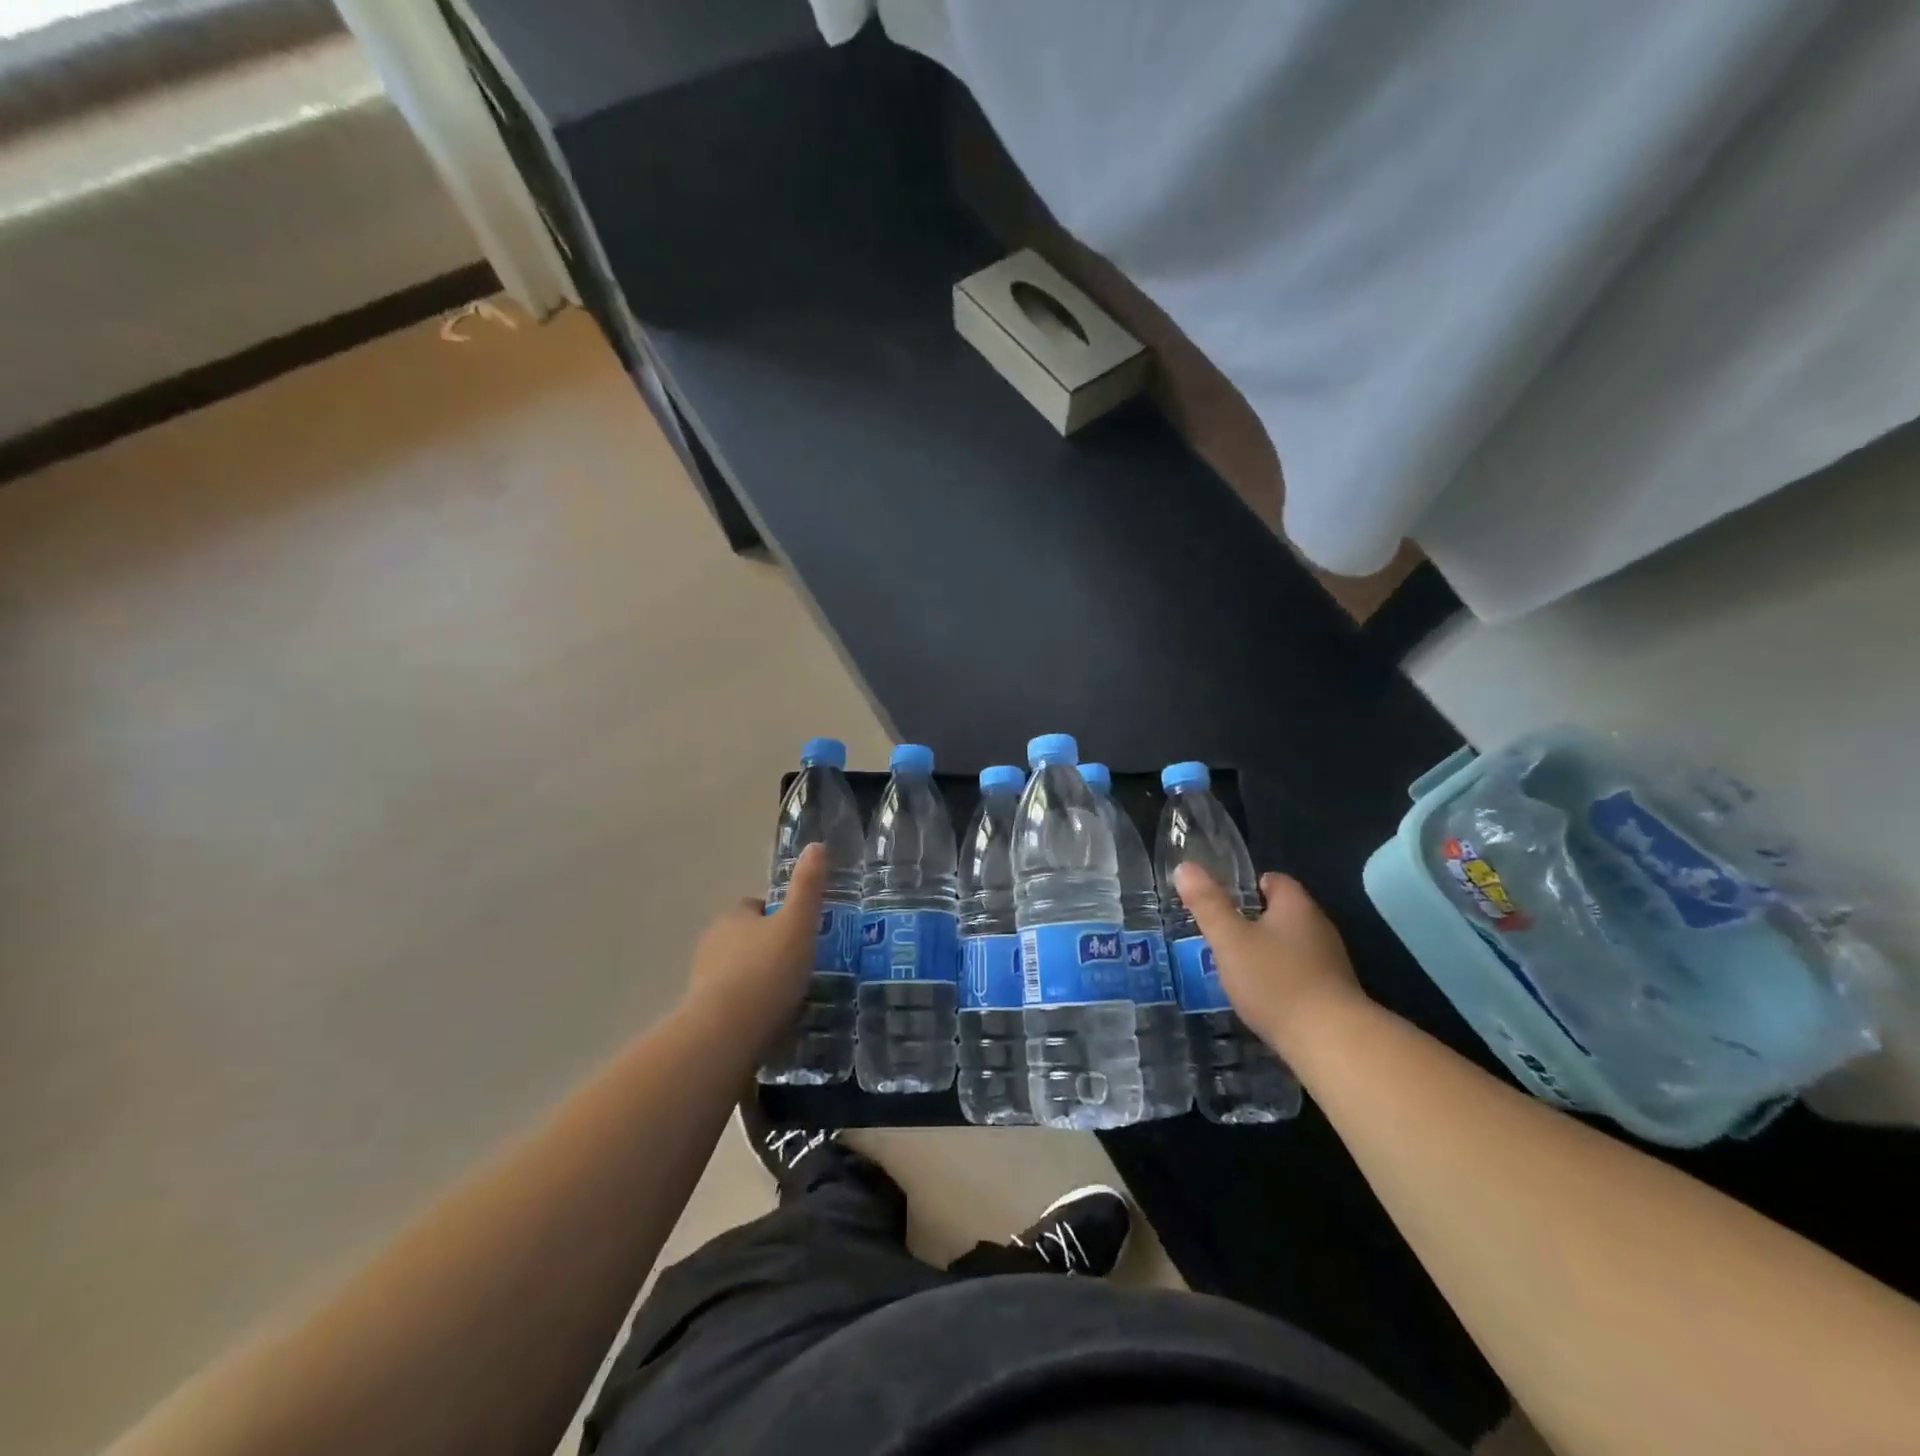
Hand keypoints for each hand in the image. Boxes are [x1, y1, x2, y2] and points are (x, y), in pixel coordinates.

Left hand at [682, 844, 826, 1046]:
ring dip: (759, 980)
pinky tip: (772, 1022)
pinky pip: (733, 1003)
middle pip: (746, 939)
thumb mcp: (797, 923)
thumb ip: (808, 887)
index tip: (801, 931)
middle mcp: (712, 944)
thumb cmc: (766, 970)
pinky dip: (750, 1008)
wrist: (726, 1033)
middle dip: (768, 949)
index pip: (755, 907)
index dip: (778, 915)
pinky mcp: (704, 1015)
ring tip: (790, 997)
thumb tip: (816, 845)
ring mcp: (704, 981)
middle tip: (801, 965)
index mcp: (733, 918)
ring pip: (738, 972)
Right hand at [1172, 864, 1366, 1053]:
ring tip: (1237, 968)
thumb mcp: (1230, 940)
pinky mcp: (1335, 996)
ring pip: (1292, 947)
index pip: (1275, 880)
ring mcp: (1331, 964)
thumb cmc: (1275, 981)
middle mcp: (1319, 929)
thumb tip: (1186, 867)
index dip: (1249, 886)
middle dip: (1255, 922)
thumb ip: (1207, 904)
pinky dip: (1281, 980)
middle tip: (1223, 935)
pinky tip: (1263, 998)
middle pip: (1284, 914)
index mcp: (1296, 907)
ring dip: (1268, 953)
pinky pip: (1301, 975)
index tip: (1223, 901)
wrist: (1331, 1042)